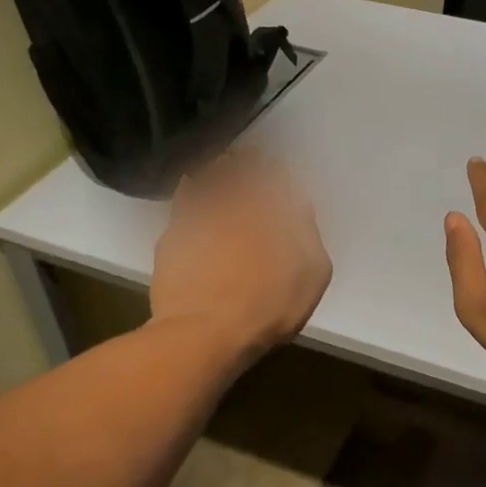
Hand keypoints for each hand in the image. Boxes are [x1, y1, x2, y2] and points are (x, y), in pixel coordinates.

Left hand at [151, 148, 331, 359]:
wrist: (205, 332)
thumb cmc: (269, 306)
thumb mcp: (312, 274)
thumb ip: (309, 234)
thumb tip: (301, 205)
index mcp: (272, 211)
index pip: (274, 176)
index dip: (275, 167)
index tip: (276, 161)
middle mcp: (235, 205)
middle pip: (239, 172)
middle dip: (245, 161)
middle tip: (246, 154)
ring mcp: (199, 218)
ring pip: (208, 180)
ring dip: (216, 169)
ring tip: (220, 164)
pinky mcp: (172, 236)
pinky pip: (182, 201)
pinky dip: (188, 189)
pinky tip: (189, 186)